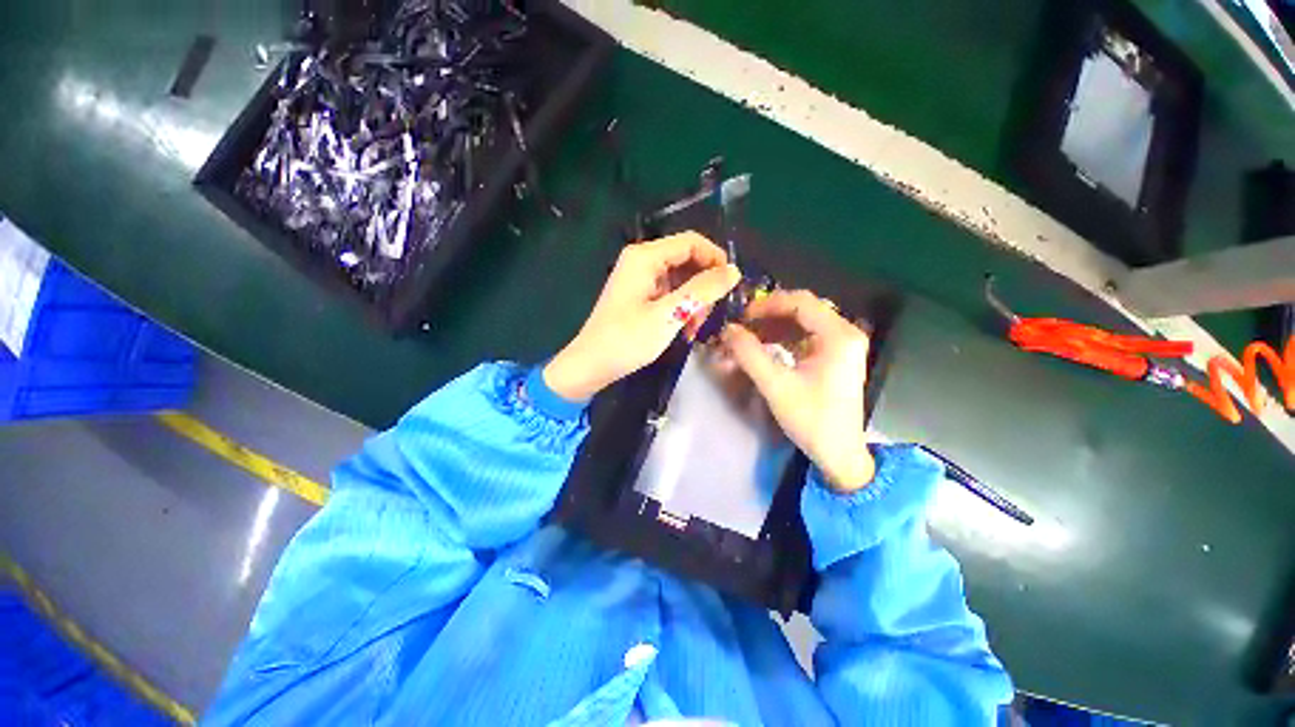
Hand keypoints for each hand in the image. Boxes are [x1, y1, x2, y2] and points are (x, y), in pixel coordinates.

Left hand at [544, 232, 740, 400]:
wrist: (591, 365)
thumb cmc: (627, 339)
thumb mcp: (669, 315)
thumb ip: (702, 290)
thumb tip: (734, 271)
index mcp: (645, 257)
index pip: (692, 242)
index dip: (716, 259)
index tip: (732, 285)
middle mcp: (641, 261)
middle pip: (686, 260)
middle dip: (703, 285)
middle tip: (710, 314)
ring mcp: (639, 279)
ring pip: (680, 279)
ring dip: (693, 301)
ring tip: (696, 328)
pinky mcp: (639, 296)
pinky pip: (669, 293)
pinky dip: (681, 308)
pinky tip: (684, 330)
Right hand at [720, 290, 875, 492]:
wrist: (839, 455)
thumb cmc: (812, 420)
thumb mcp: (776, 386)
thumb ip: (749, 354)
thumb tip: (728, 330)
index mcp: (838, 336)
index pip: (800, 302)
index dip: (767, 305)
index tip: (741, 317)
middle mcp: (844, 334)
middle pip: (802, 310)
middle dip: (768, 316)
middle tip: (741, 327)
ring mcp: (841, 346)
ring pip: (802, 323)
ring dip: (772, 328)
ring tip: (747, 338)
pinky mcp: (833, 357)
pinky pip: (805, 337)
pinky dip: (782, 339)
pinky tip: (763, 347)